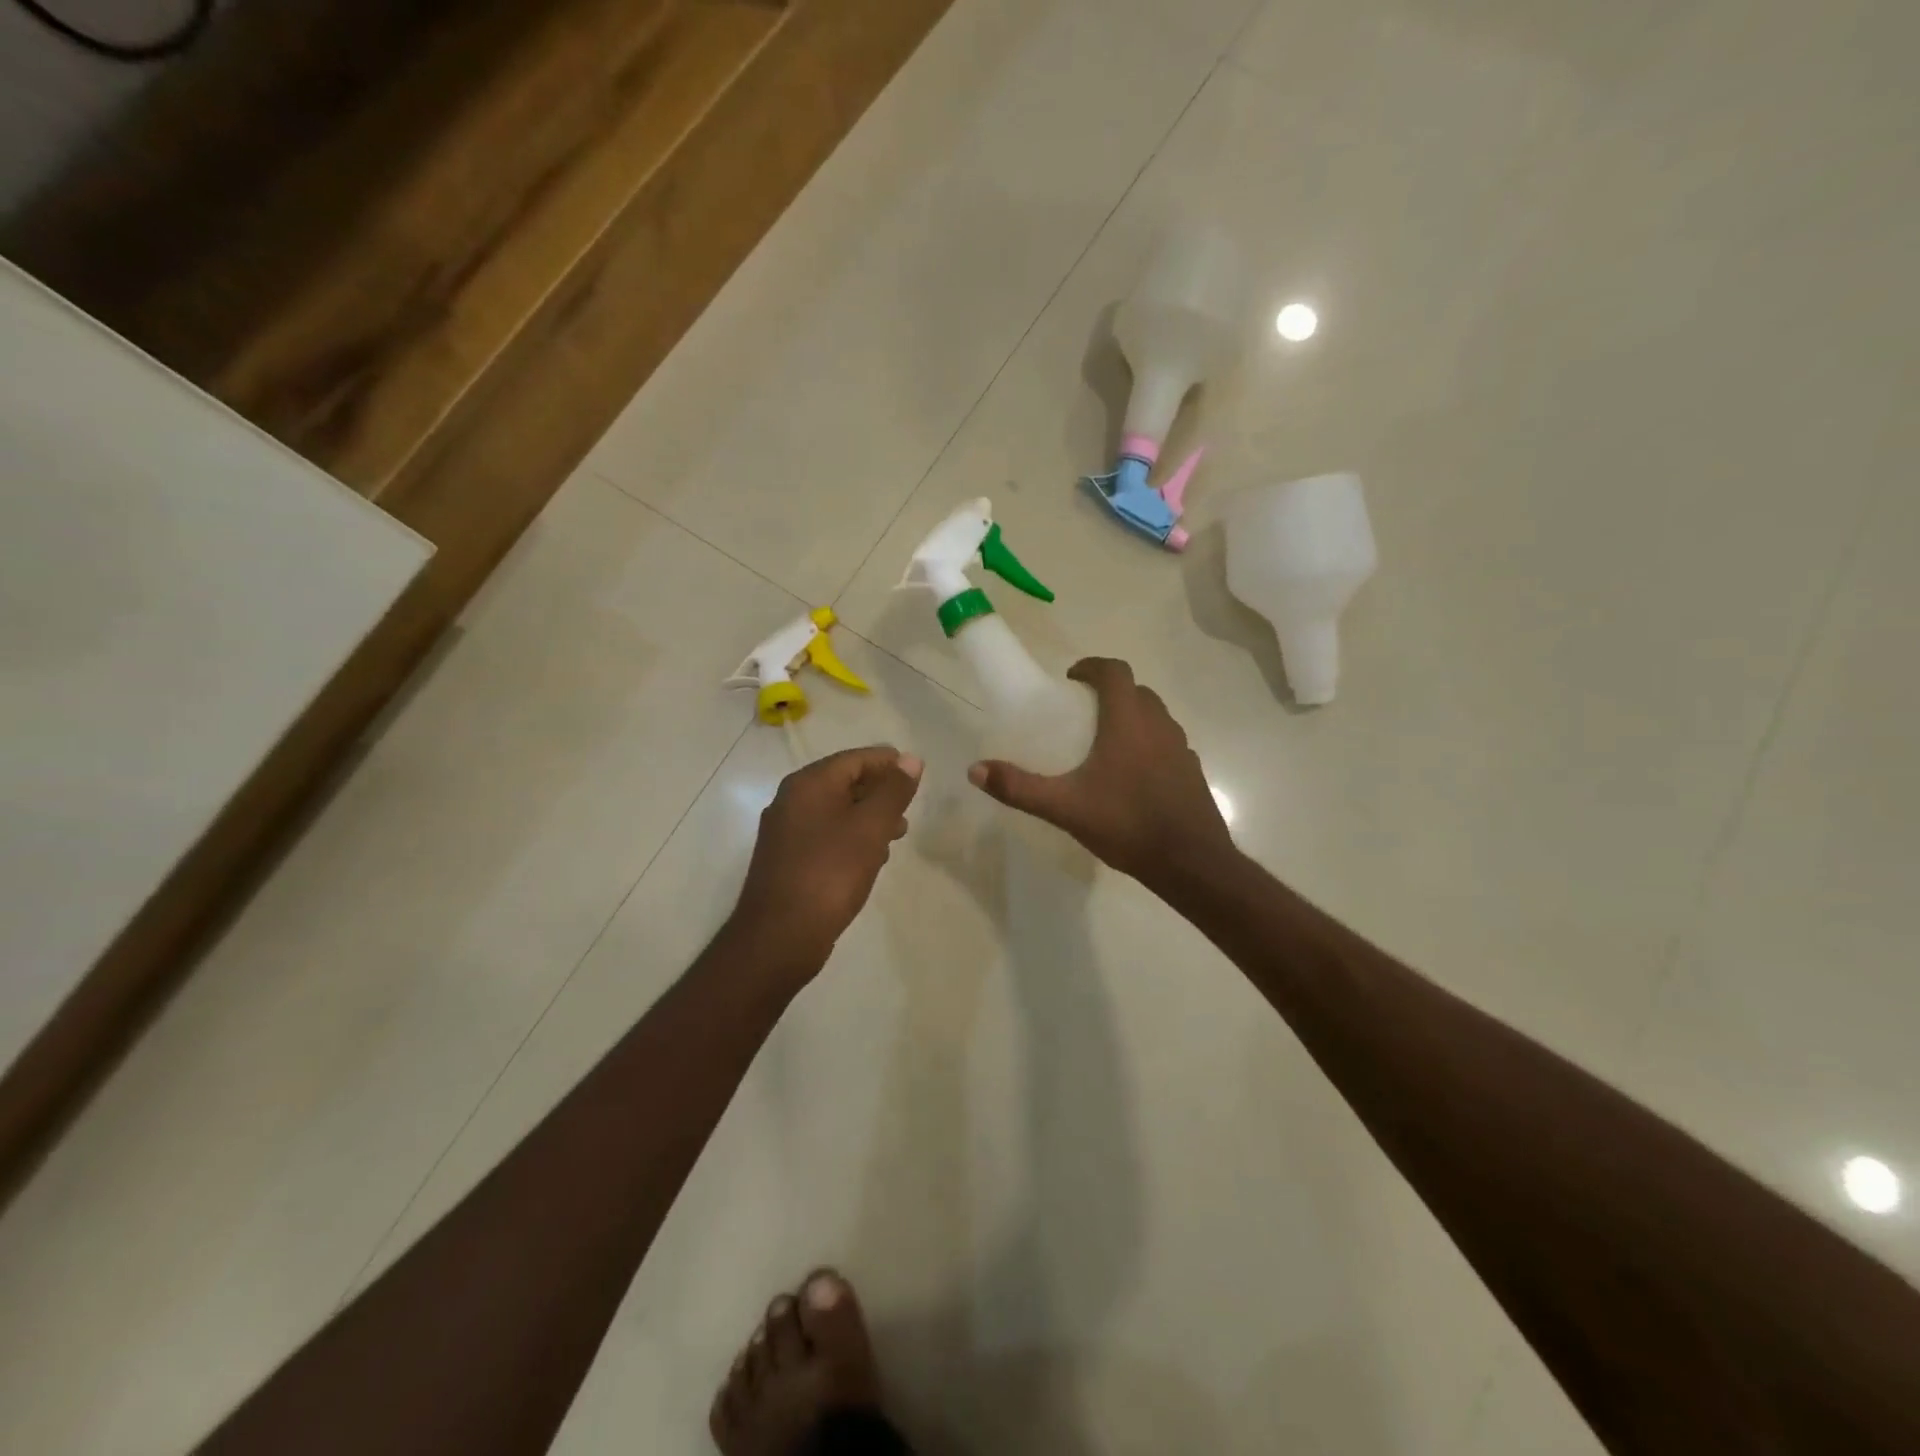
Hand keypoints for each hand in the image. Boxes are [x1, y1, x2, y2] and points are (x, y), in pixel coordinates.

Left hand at [729, 746, 923, 981]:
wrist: (780, 936)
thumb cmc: (830, 873)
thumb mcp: (870, 828)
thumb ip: (893, 791)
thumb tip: (910, 759)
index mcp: (808, 785)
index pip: (853, 759)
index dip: (886, 762)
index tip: (915, 772)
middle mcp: (791, 801)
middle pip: (843, 782)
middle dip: (879, 790)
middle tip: (910, 805)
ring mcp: (787, 832)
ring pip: (836, 811)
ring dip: (868, 816)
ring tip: (898, 833)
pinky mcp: (788, 860)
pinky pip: (826, 836)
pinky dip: (852, 838)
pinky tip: (872, 857)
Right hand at [968, 657, 1233, 892]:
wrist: (1190, 862)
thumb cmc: (1126, 824)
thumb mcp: (1064, 808)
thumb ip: (1018, 788)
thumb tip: (975, 769)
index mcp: (1128, 721)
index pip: (1114, 671)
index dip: (1092, 667)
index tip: (1071, 679)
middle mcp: (1159, 724)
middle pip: (1136, 690)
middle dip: (1109, 691)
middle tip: (1082, 712)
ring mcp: (1181, 747)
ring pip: (1155, 715)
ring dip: (1131, 716)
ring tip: (1104, 742)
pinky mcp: (1192, 770)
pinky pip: (1167, 742)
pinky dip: (1148, 743)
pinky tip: (1132, 775)